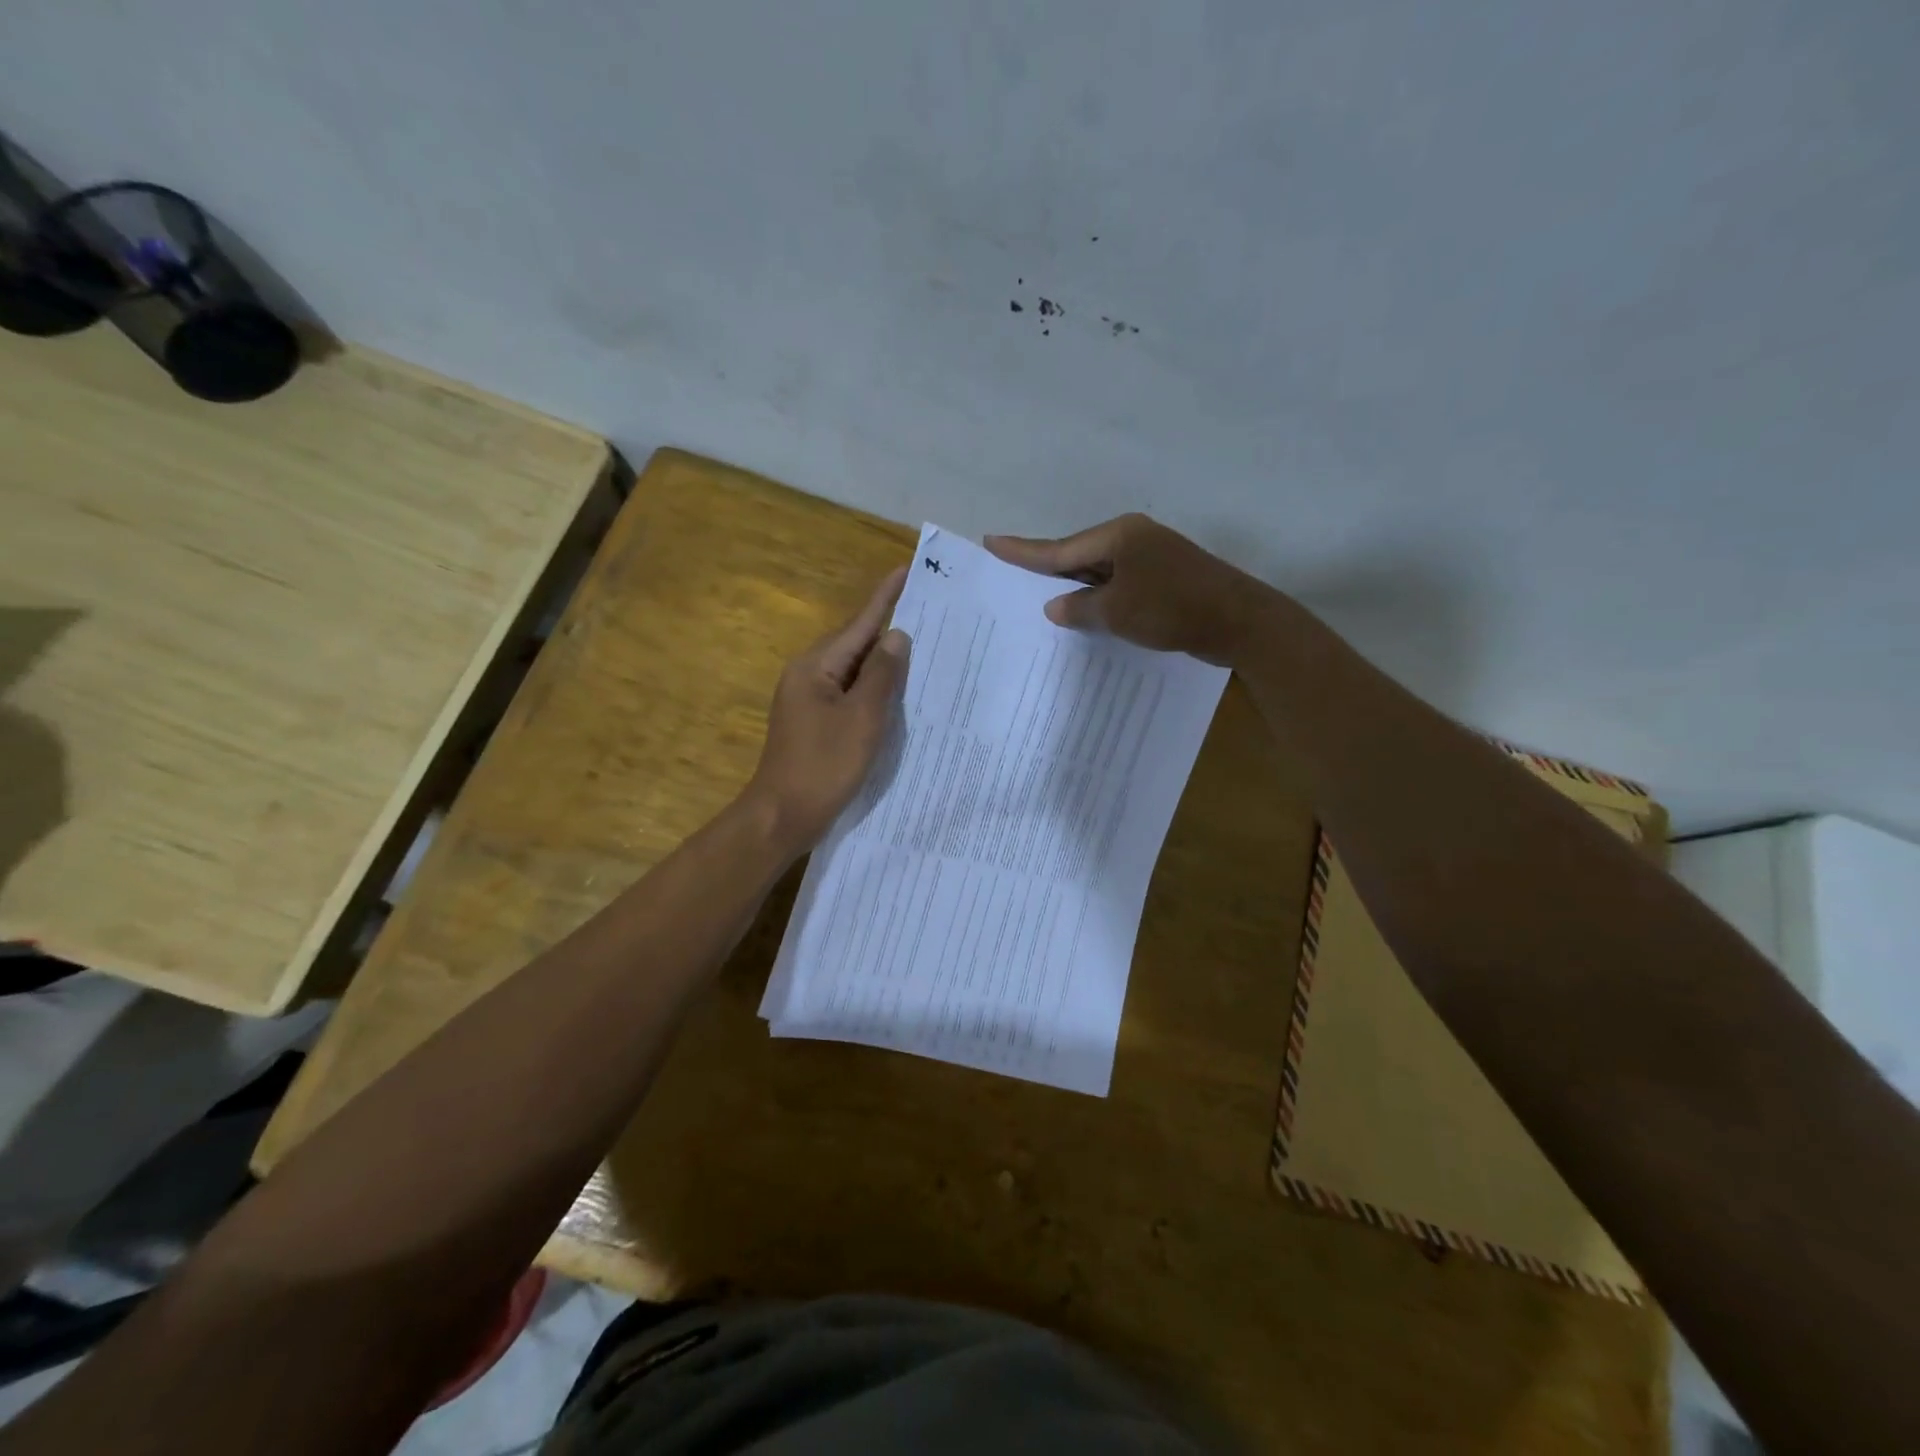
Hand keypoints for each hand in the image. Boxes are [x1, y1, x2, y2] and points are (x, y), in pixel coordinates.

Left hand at [746, 566, 911, 851]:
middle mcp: (808, 675)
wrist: (783, 815)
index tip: (905, 569)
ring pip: (853, 671)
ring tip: (921, 648)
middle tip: (929, 614)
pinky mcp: (815, 722)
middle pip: (854, 644)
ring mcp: (808, 700)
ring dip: (883, 661)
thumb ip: (882, 675)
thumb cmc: (824, 765)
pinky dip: (873, 689)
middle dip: (888, 629)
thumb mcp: (862, 718)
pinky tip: (897, 692)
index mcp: (815, 666)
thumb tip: (896, 636)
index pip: (858, 624)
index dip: (884, 597)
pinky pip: (849, 694)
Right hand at [985, 514, 1276, 665]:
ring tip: (1039, 599)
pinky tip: (1085, 615)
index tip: (991, 541)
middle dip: (1046, 570)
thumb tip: (1055, 607)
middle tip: (1010, 573)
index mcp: (1118, 536)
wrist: (1239, 622)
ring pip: (1099, 573)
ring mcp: (1151, 558)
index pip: (1059, 548)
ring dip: (1074, 588)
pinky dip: (1100, 600)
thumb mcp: (1116, 612)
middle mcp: (1133, 539)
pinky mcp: (1164, 580)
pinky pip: (1118, 587)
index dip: (1023, 550)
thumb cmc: (1172, 609)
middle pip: (1078, 556)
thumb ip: (1079, 608)